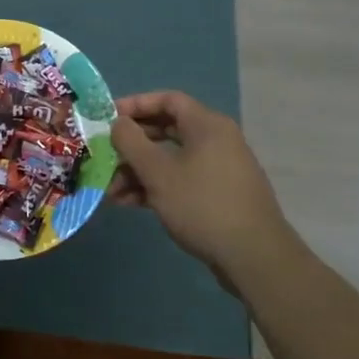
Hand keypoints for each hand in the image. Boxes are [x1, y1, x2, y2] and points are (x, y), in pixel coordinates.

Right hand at [108, 91, 299, 279]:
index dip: (135, 104)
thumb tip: (118, 122)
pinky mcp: (217, 196)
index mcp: (207, 125)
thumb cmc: (202, 205)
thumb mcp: (159, 173)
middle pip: (166, 130)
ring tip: (110, 190)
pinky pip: (180, 180)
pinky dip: (155, 187)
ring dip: (138, 171)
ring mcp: (218, 169)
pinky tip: (129, 203)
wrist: (254, 257)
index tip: (107, 118)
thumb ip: (132, 142)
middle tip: (104, 154)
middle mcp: (215, 141)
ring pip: (170, 159)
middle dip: (132, 145)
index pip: (167, 100)